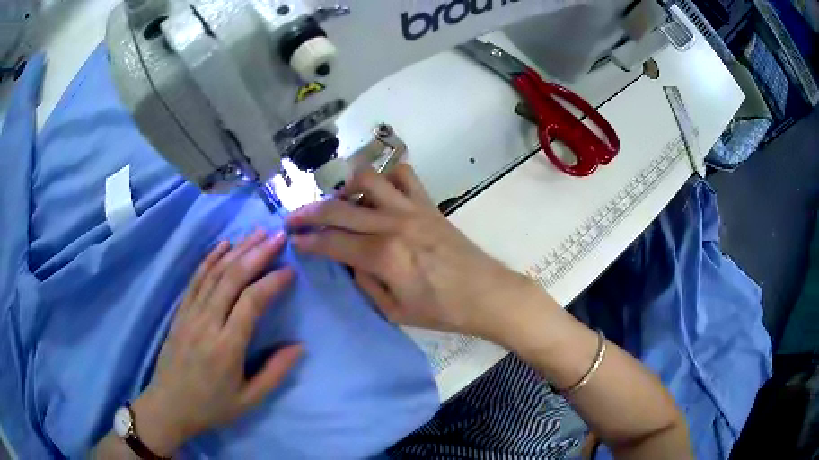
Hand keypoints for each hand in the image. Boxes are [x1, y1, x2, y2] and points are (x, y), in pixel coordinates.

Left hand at [133, 230, 302, 455]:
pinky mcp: (180, 312)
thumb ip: (275, 372)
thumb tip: (299, 346)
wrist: (169, 405)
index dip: (272, 282)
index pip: (251, 303)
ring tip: (256, 233)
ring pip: (214, 274)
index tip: (290, 270)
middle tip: (277, 236)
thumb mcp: (249, 399)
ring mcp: (190, 314)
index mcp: (227, 347)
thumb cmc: (211, 406)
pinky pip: (195, 280)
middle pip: (232, 279)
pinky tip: (223, 245)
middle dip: (256, 254)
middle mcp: (207, 323)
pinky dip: (209, 259)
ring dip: (236, 250)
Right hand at [286, 165, 550, 344]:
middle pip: (340, 207)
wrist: (486, 294)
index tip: (293, 239)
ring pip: (368, 179)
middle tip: (294, 218)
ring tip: (342, 204)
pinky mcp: (429, 203)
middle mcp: (394, 224)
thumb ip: (364, 282)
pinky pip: (404, 175)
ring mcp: (413, 209)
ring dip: (346, 188)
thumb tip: (347, 260)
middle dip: (309, 212)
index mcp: (384, 257)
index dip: (308, 240)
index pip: (333, 242)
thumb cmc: (442, 311)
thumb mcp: (394, 311)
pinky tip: (381, 193)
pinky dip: (386, 177)